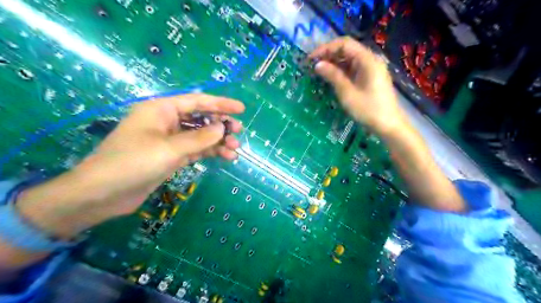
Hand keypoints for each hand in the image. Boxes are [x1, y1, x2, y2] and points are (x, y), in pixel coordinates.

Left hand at [15, 93, 245, 240]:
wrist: (103, 194)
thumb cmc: (133, 163)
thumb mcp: (169, 149)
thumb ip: (199, 137)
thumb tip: (223, 127)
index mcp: (162, 110)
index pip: (197, 101)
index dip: (220, 103)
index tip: (241, 109)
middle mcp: (166, 121)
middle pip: (200, 118)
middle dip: (220, 124)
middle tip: (239, 132)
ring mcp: (169, 140)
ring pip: (200, 135)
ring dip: (218, 141)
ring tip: (235, 149)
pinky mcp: (171, 156)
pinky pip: (195, 149)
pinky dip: (210, 152)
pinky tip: (225, 157)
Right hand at [311, 37, 407, 134]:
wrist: (388, 125)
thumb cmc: (368, 110)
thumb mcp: (347, 93)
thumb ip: (333, 76)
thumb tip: (318, 65)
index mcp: (367, 60)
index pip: (344, 44)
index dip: (326, 48)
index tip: (311, 58)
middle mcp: (370, 60)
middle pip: (347, 50)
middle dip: (328, 55)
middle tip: (312, 66)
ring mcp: (370, 69)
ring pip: (349, 60)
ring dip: (333, 63)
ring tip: (319, 71)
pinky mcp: (369, 78)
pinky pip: (353, 69)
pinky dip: (340, 71)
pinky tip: (330, 77)